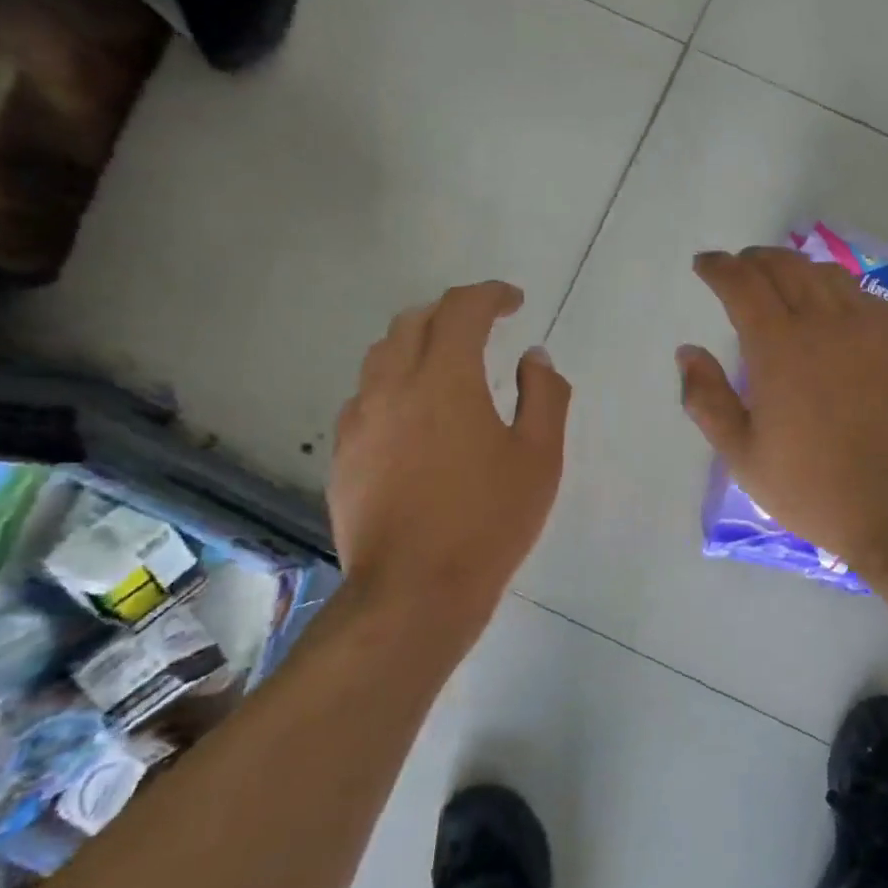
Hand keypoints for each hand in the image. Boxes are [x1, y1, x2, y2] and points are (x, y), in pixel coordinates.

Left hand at [329, 281, 569, 628]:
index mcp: (444, 378)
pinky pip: (366, 398)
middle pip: (413, 322)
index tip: (514, 302)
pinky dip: (394, 387)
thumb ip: (544, 395)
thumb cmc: (488, 521)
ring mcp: (359, 420)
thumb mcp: (538, 457)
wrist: (414, 592)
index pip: (462, 309)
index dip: (490, 295)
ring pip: (382, 357)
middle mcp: (392, 386)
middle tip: (481, 329)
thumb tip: (534, 357)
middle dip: (450, 314)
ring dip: (417, 346)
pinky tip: (414, 420)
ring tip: (446, 368)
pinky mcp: (343, 455)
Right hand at [678, 247, 887, 581]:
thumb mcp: (743, 457)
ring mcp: (870, 329)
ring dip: (795, 268)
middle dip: (754, 260)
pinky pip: (863, 296)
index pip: (742, 284)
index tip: (704, 264)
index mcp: (779, 348)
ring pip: (826, 275)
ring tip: (781, 280)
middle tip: (738, 268)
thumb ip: (707, 400)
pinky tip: (832, 307)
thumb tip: (688, 352)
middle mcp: (825, 323)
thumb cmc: (814, 490)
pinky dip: (836, 288)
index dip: (719, 268)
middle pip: (785, 267)